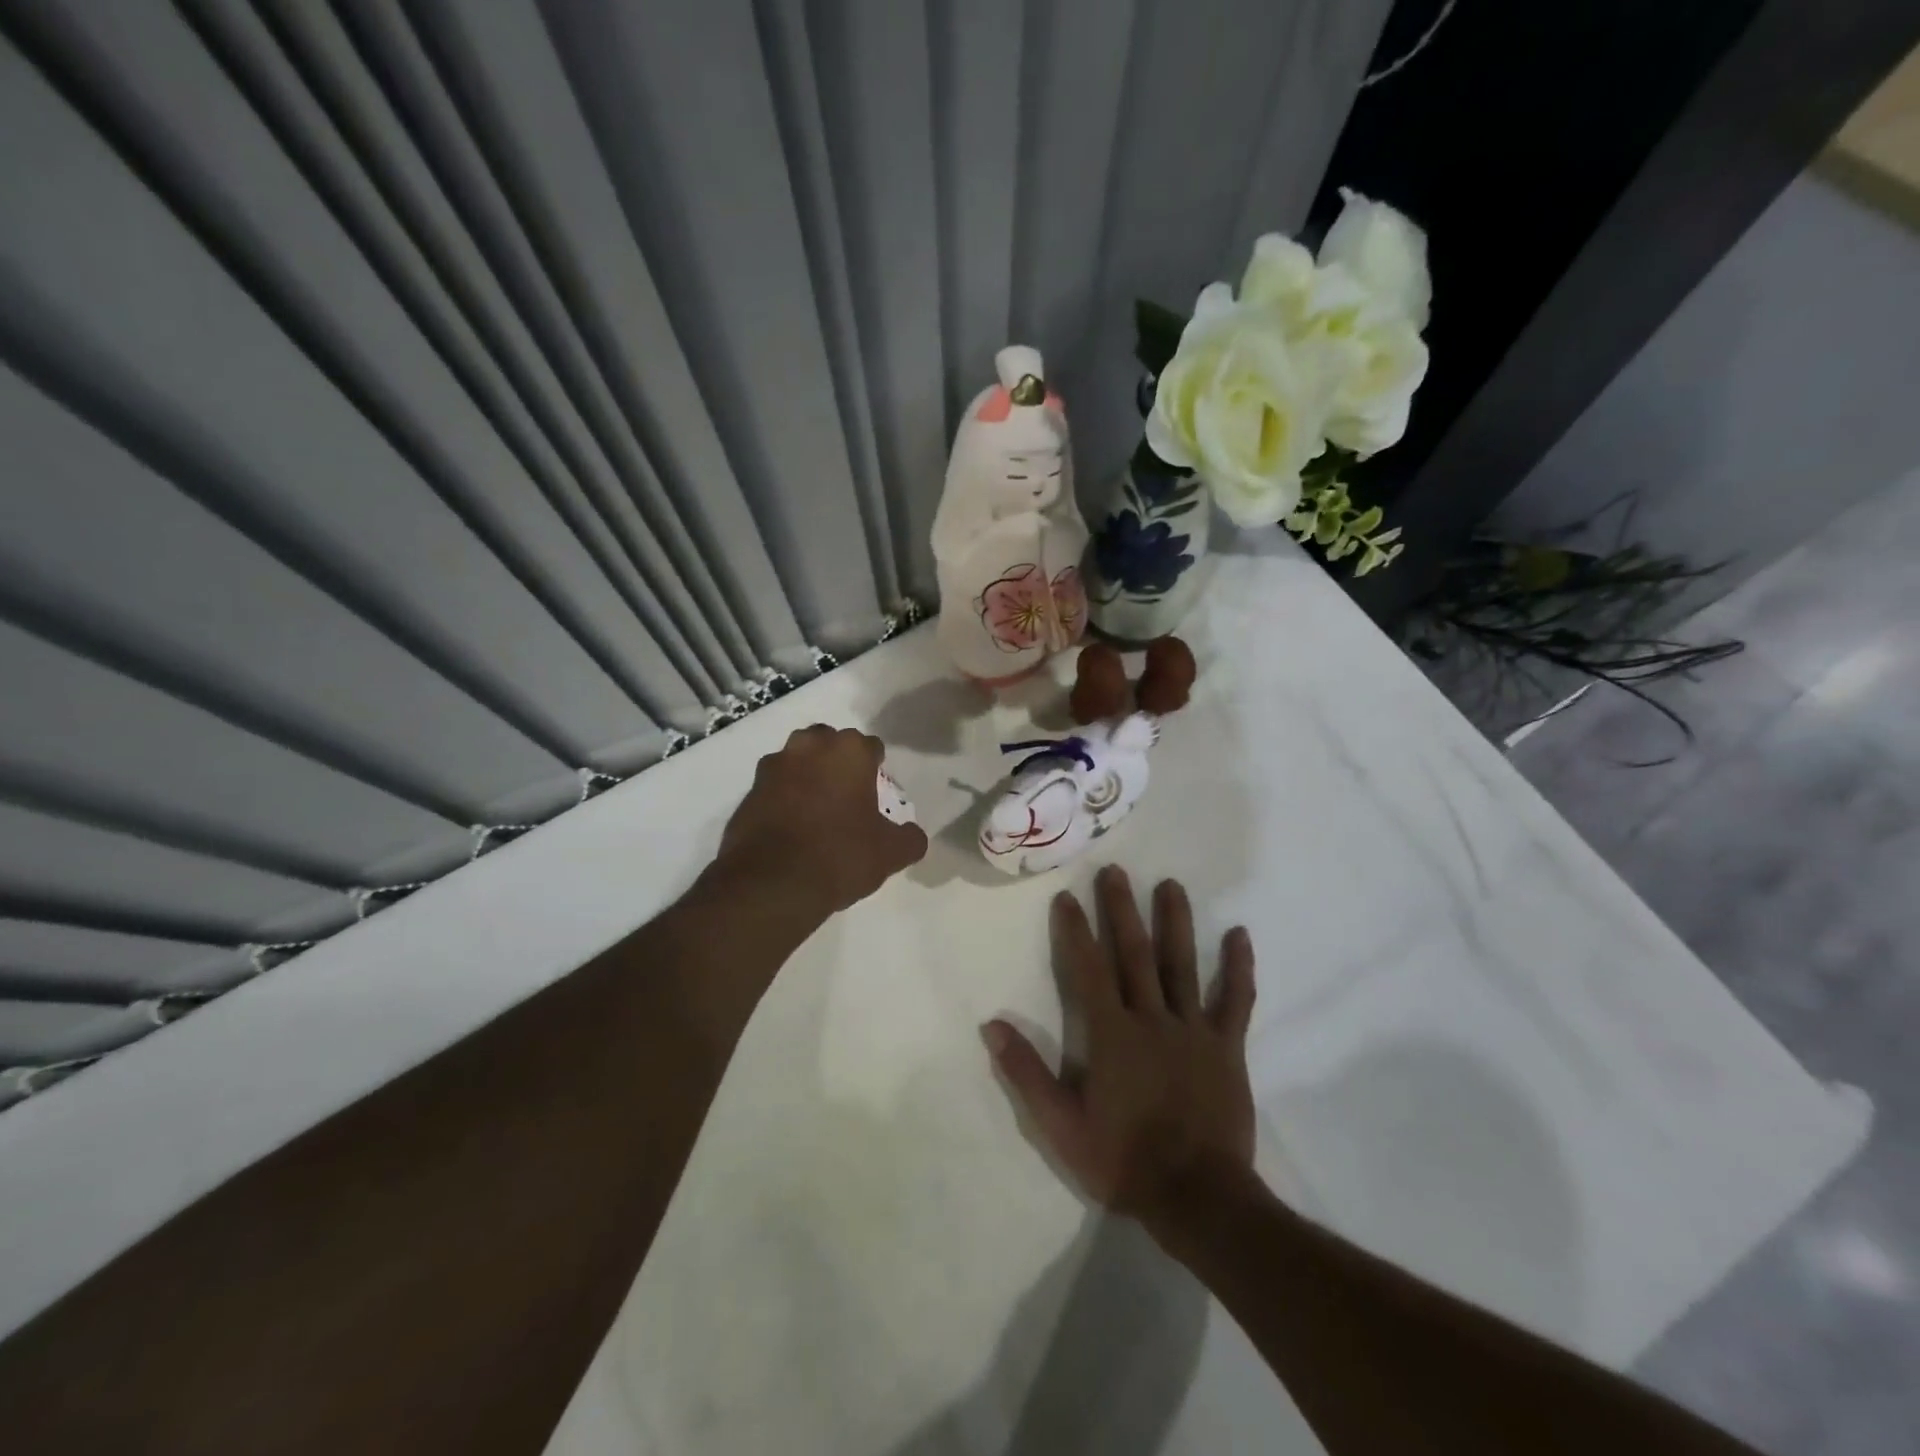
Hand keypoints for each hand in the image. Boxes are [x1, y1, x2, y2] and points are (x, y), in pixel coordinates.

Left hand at [716, 725, 927, 915]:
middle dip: (838, 761)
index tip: (878, 792)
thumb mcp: (890, 853)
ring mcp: (774, 767)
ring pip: (797, 760)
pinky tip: (792, 827)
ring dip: (808, 775)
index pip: (871, 747)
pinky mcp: (748, 791)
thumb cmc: (840, 855)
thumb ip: (909, 838)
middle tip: (848, 795)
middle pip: (830, 743)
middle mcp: (809, 747)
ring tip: (817, 809)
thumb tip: (913, 835)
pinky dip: (783, 798)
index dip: (877, 768)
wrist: (771, 884)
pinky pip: (774, 787)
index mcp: (849, 751)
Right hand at [985, 867, 1256, 1242]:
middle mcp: (1152, 1019)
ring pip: (1182, 965)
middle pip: (1135, 954)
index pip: (1088, 970)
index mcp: (1112, 1034)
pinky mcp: (1226, 1047)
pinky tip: (1240, 935)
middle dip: (1122, 910)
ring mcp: (1193, 1030)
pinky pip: (1235, 1001)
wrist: (1198, 1199)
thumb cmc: (1124, 1161)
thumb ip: (1027, 1073)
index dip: (1075, 931)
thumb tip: (991, 1026)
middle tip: (1116, 871)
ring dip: (1175, 922)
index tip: (1067, 897)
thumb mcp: (1061, 1126)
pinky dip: (1239, 968)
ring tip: (1170, 884)